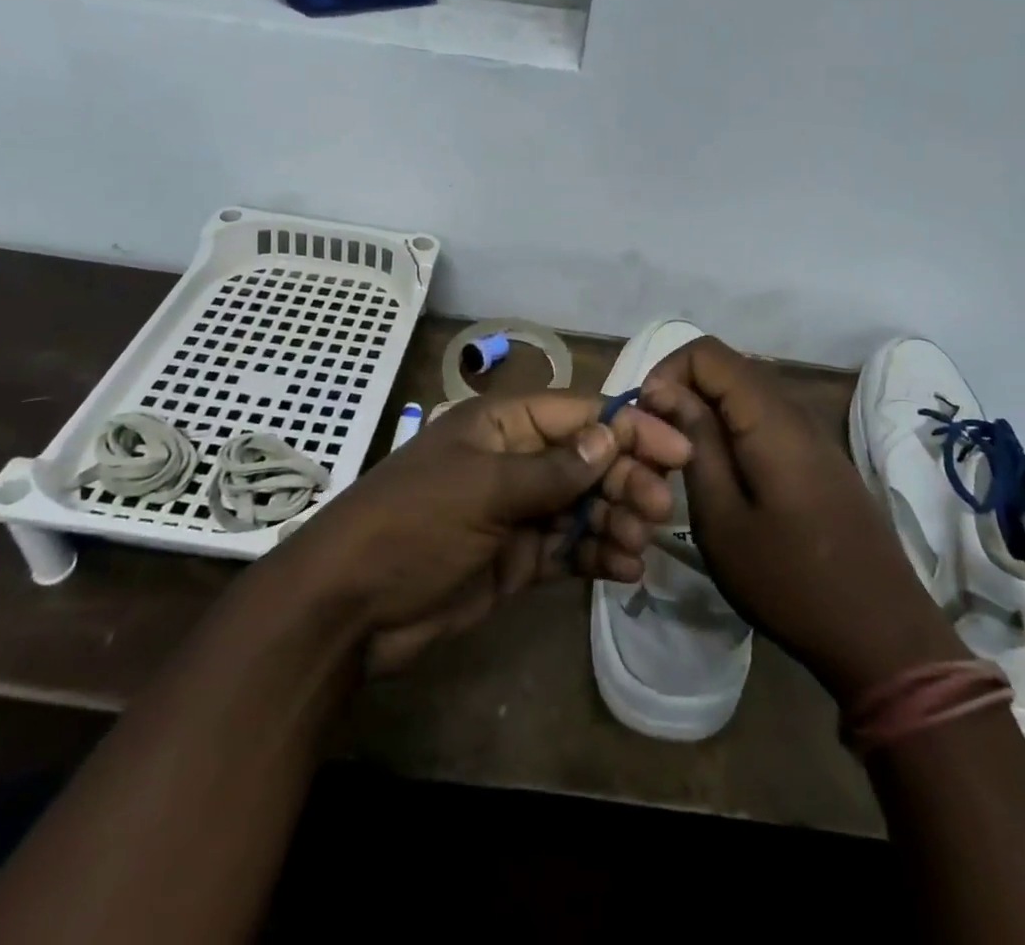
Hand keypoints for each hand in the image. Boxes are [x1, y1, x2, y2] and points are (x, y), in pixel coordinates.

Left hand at [292, 391, 690, 673]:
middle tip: (659, 510)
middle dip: (625, 480)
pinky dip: (596, 556)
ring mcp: (516, 511)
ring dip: (616, 521)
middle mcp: (514, 461)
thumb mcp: (482, 490)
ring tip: (638, 545)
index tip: (675, 450)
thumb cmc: (413, 526)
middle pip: (587, 461)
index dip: (628, 429)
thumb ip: (552, 470)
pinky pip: (568, 548)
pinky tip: (624, 571)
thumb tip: (610, 438)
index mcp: (501, 426)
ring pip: (583, 506)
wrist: (349, 609)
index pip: (578, 416)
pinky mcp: (517, 558)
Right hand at [640, 337, 963, 701]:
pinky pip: (766, 419)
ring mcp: (813, 434)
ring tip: (681, 461)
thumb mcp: (722, 520)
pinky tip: (722, 476)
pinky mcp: (820, 458)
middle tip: (657, 443)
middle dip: (682, 391)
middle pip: (728, 368)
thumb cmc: (790, 582)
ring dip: (706, 412)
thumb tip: (665, 390)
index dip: (667, 372)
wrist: (883, 636)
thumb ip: (695, 444)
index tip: (645, 419)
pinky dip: (733, 430)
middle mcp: (795, 411)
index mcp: (770, 418)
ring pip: (745, 393)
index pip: (707, 352)